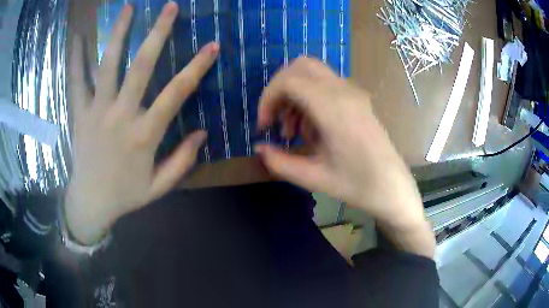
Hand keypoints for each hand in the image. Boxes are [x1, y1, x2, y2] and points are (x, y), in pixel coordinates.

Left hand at [66, 3, 217, 243]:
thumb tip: (202, 133)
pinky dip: (76, 59)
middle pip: (141, 67)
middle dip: (157, 33)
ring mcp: (97, 111)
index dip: (196, 67)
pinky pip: (76, 82)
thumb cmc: (125, 195)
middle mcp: (120, 116)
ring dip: (118, 34)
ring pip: (107, 65)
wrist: (90, 203)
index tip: (212, 45)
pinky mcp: (79, 113)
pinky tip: (78, 37)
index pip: (176, 94)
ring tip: (127, 8)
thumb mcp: (159, 187)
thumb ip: (182, 161)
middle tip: (170, 7)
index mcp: (144, 135)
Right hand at [255, 58, 431, 246]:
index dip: (268, 98)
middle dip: (279, 88)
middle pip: (301, 66)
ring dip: (295, 94)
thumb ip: (280, 162)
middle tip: (275, 117)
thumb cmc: (357, 185)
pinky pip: (326, 85)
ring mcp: (353, 92)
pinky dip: (309, 98)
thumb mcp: (313, 177)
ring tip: (294, 131)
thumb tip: (259, 148)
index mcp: (333, 108)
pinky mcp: (357, 98)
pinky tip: (312, 129)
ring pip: (313, 73)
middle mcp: (344, 91)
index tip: (264, 125)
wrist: (392, 187)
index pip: (289, 81)